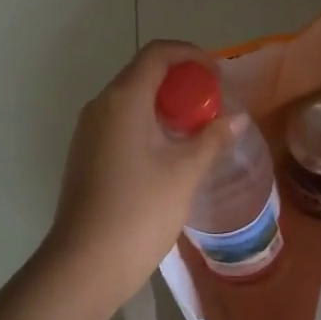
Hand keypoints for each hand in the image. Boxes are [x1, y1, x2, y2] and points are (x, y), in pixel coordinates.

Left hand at [42, 41, 237, 315]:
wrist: (84, 265)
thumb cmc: (139, 211)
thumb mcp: (185, 173)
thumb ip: (212, 139)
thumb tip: (236, 119)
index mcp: (124, 98)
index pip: (158, 53)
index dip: (191, 55)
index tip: (217, 76)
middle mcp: (101, 105)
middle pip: (144, 73)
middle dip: (182, 83)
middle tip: (212, 107)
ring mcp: (88, 131)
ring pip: (132, 100)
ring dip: (165, 105)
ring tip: (196, 131)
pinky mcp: (86, 154)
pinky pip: (121, 122)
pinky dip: (148, 124)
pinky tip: (169, 154)